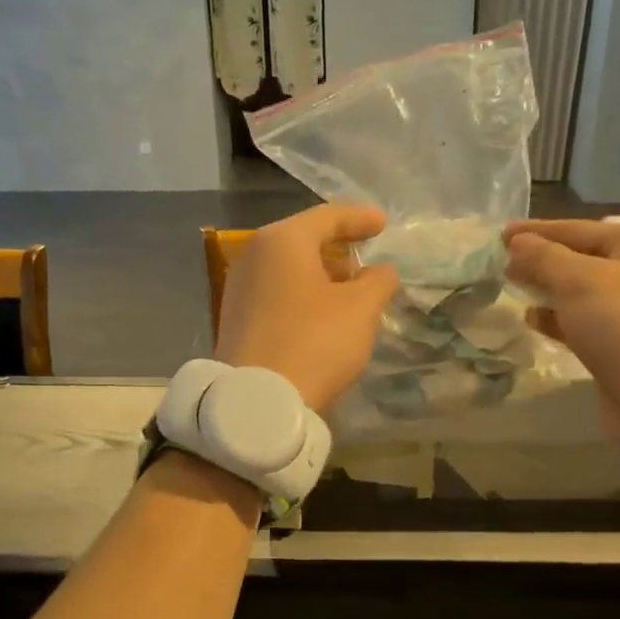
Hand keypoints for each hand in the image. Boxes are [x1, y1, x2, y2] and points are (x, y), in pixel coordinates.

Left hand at [215, 203, 399, 413]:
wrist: (259, 401)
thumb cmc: (314, 342)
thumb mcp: (361, 309)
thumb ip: (378, 281)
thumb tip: (380, 271)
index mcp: (283, 240)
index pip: (328, 217)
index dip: (360, 219)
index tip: (384, 225)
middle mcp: (254, 255)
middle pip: (304, 240)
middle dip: (338, 247)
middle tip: (367, 258)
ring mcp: (239, 287)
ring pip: (289, 269)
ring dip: (321, 275)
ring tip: (350, 290)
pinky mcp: (235, 318)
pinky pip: (277, 293)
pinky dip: (302, 295)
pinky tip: (321, 314)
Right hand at [503, 219, 619, 450]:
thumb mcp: (581, 283)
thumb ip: (544, 258)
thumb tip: (517, 243)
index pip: (579, 229)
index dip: (537, 231)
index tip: (499, 234)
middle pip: (582, 257)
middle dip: (541, 260)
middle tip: (499, 263)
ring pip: (582, 291)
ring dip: (547, 289)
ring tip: (511, 288)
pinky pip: (586, 320)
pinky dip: (559, 318)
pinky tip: (532, 319)